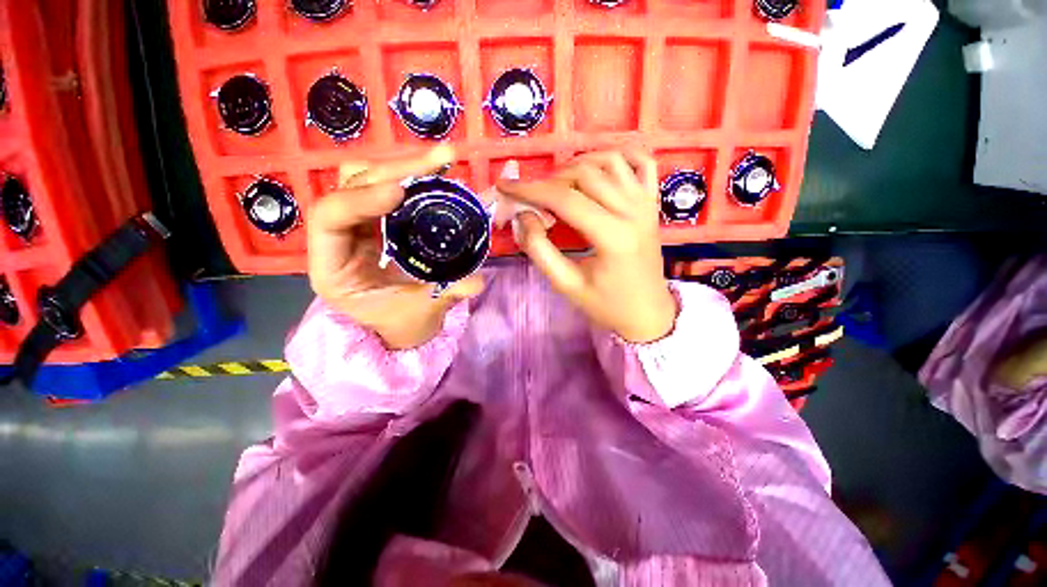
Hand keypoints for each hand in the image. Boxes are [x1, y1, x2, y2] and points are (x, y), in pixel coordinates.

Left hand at [308, 146, 483, 349]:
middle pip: (352, 185)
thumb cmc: (401, 322)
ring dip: (405, 165)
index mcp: (333, 266)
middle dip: (395, 169)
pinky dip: (415, 176)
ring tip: (443, 160)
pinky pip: (390, 186)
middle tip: (439, 160)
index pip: (328, 219)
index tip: (401, 192)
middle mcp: (340, 236)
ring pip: (368, 177)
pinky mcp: (381, 218)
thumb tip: (476, 282)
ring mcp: (360, 223)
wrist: (401, 322)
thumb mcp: (420, 313)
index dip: (360, 199)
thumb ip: (445, 296)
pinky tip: (439, 172)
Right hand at [498, 149, 676, 342]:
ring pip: (610, 161)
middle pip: (585, 174)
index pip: (565, 199)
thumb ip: (539, 250)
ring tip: (558, 185)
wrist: (647, 313)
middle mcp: (633, 211)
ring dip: (578, 164)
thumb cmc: (606, 305)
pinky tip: (598, 168)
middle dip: (550, 180)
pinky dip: (617, 156)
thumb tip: (524, 216)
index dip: (530, 190)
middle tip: (532, 197)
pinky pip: (641, 162)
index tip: (505, 186)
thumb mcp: (566, 285)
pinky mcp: (652, 203)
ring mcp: (647, 203)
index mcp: (612, 236)